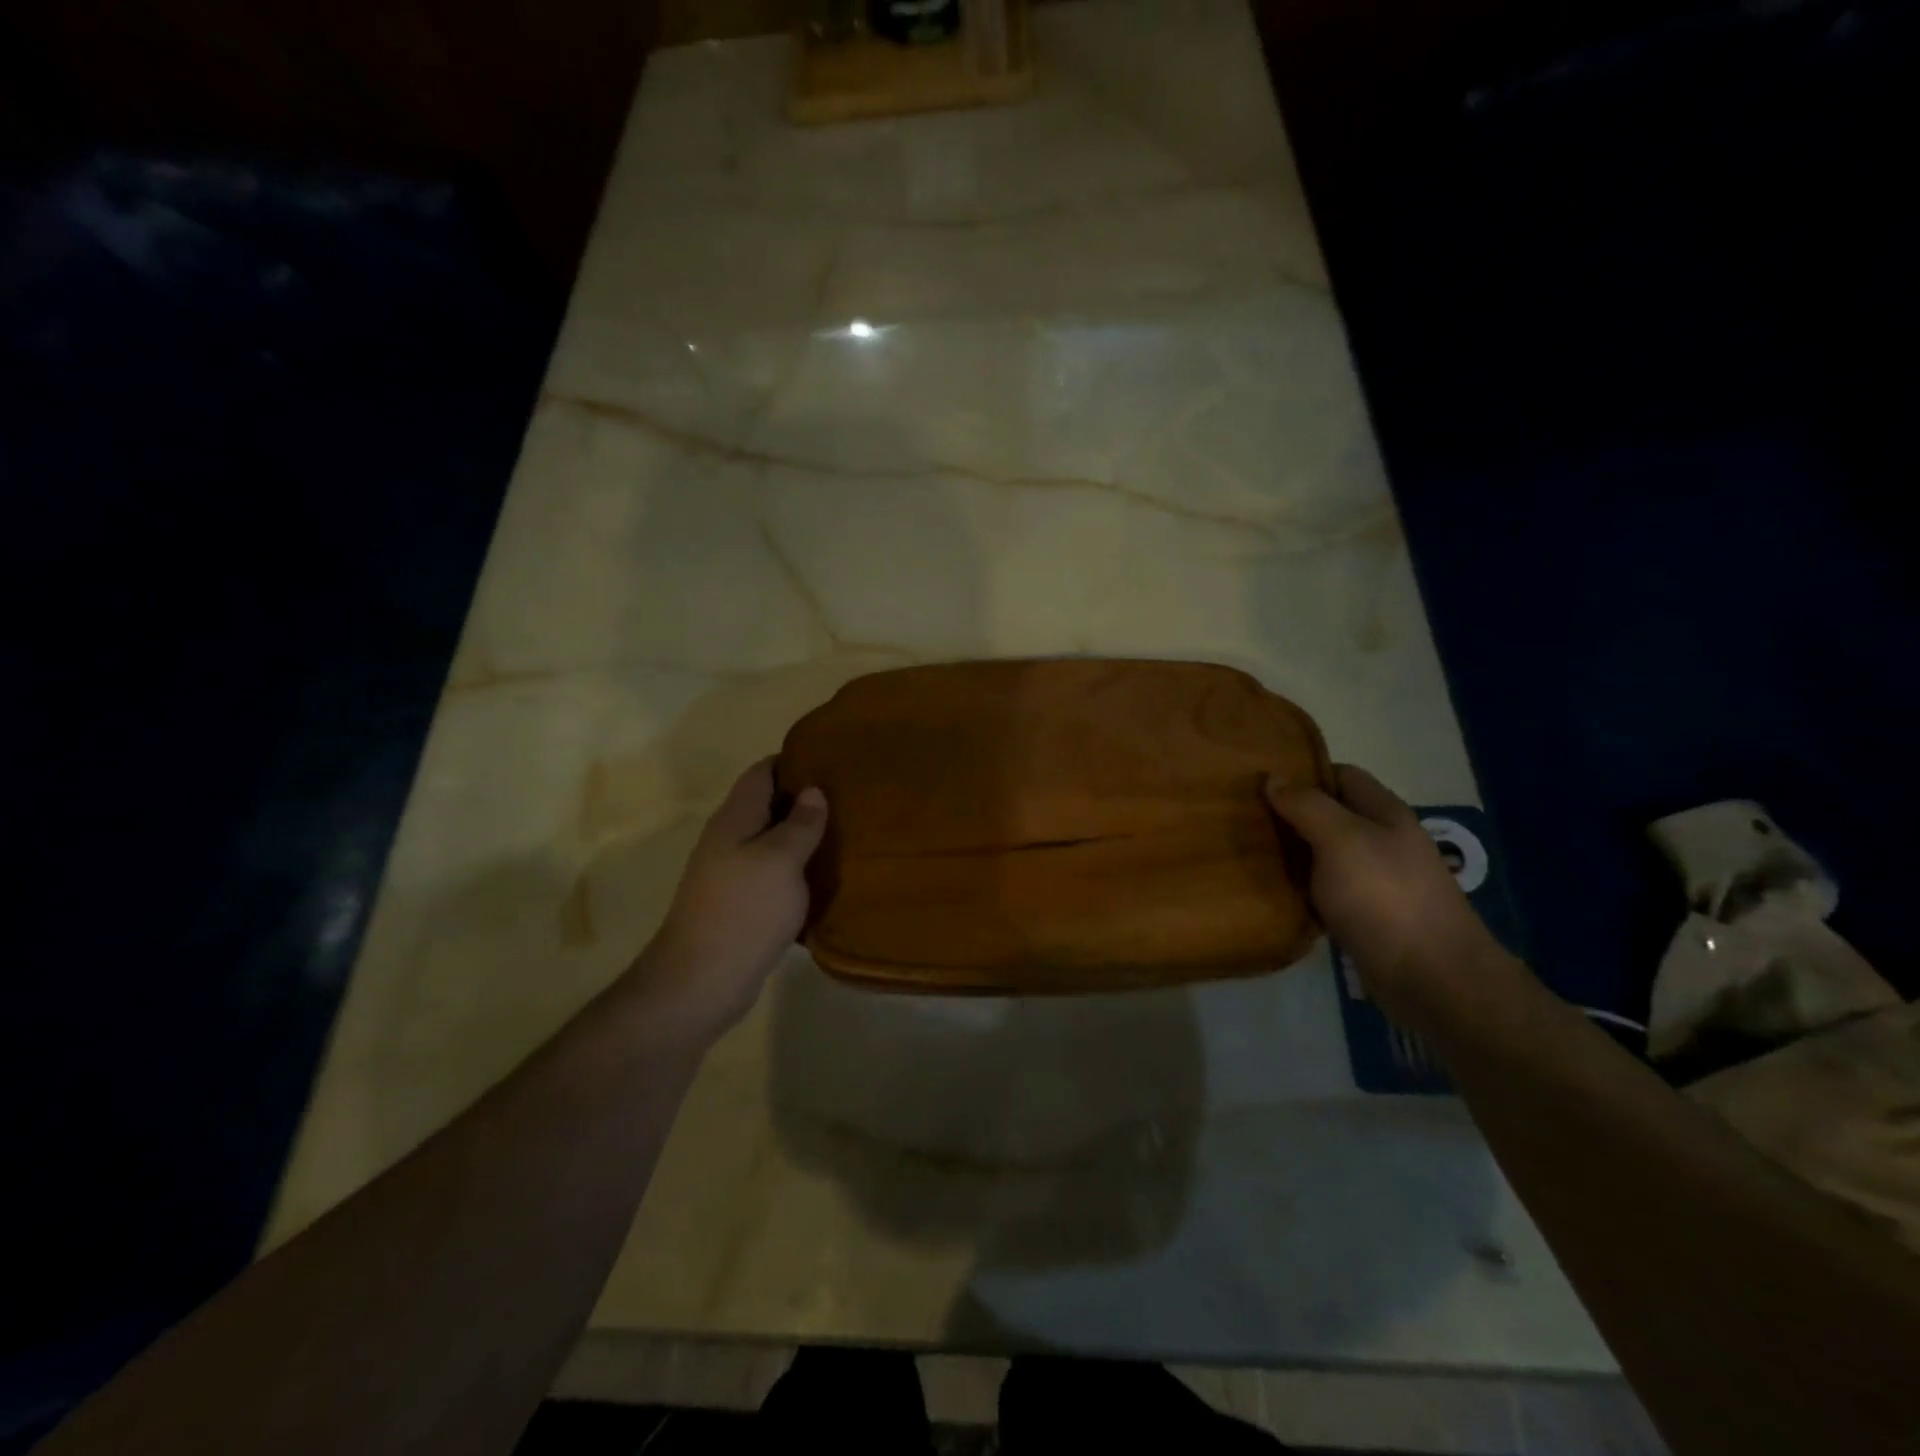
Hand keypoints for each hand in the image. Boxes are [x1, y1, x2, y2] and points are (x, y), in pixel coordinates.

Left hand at [629, 757, 828, 1041]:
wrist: (701, 981)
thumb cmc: (744, 910)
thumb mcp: (781, 860)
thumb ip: (799, 824)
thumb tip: (813, 791)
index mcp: (735, 819)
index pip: (761, 773)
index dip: (793, 761)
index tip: (831, 760)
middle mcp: (729, 840)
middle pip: (767, 806)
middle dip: (804, 800)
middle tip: (849, 799)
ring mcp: (731, 874)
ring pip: (771, 842)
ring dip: (803, 838)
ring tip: (845, 834)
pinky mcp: (740, 904)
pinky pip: (773, 875)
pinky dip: (797, 870)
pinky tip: (825, 878)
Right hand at [1266, 764, 1510, 1022]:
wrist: (1431, 978)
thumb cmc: (1386, 897)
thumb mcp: (1341, 840)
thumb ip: (1307, 806)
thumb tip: (1273, 778)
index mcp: (1385, 814)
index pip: (1342, 775)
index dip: (1304, 773)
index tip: (1261, 778)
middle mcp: (1382, 842)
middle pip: (1330, 815)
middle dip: (1290, 813)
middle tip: (1242, 815)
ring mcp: (1375, 881)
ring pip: (1323, 855)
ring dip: (1291, 853)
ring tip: (1246, 850)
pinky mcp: (1364, 917)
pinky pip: (1324, 891)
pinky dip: (1299, 889)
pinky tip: (1270, 891)